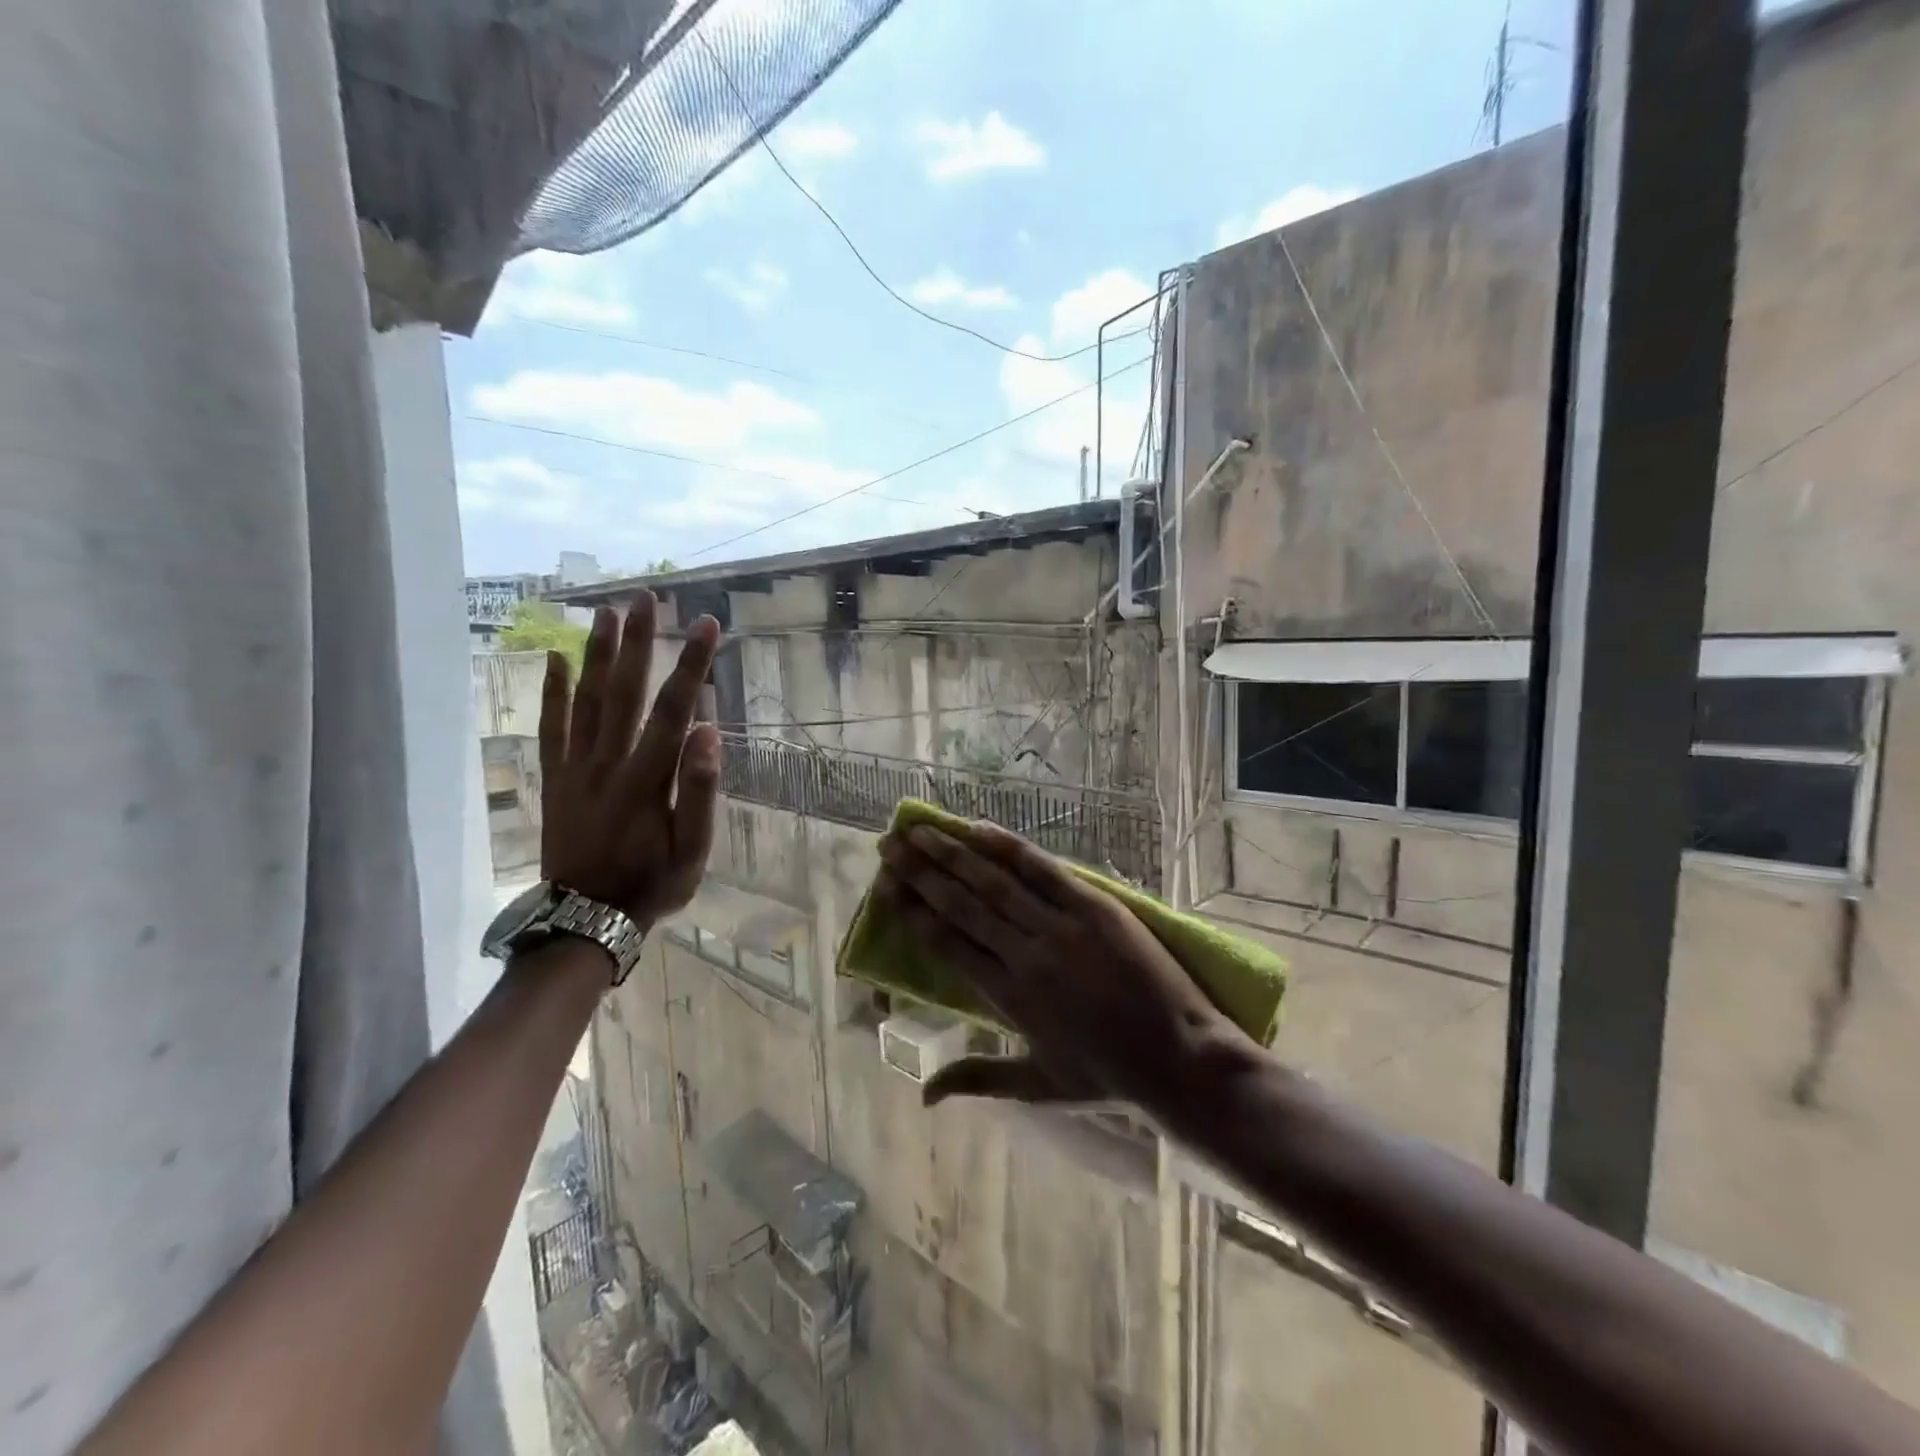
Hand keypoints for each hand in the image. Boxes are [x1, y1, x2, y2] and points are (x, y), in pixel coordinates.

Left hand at [539, 595, 722, 931]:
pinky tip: (555, 660)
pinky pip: (551, 729)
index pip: (674, 711)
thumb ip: (701, 791)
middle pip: (624, 692)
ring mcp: (575, 769)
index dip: (692, 665)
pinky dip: (552, 693)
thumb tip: (709, 732)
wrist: (585, 920)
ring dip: (597, 655)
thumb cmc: (651, 885)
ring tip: (606, 613)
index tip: (706, 625)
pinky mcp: (555, 779)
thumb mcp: (692, 851)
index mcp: (647, 779)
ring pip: (585, 701)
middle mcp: (608, 763)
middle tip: (643, 597)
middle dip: (638, 642)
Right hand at [876, 820, 1247, 1122]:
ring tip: (920, 830)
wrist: (1181, 1060)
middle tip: (888, 846)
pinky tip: (979, 828)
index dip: (912, 913)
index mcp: (1008, 998)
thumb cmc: (1109, 1076)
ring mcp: (1061, 928)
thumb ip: (977, 1080)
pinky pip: (1044, 871)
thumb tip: (922, 1095)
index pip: (947, 945)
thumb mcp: (1038, 1084)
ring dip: (953, 854)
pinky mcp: (1095, 907)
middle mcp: (1025, 957)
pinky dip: (1009, 848)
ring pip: (994, 883)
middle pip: (961, 906)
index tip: (886, 888)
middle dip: (921, 873)